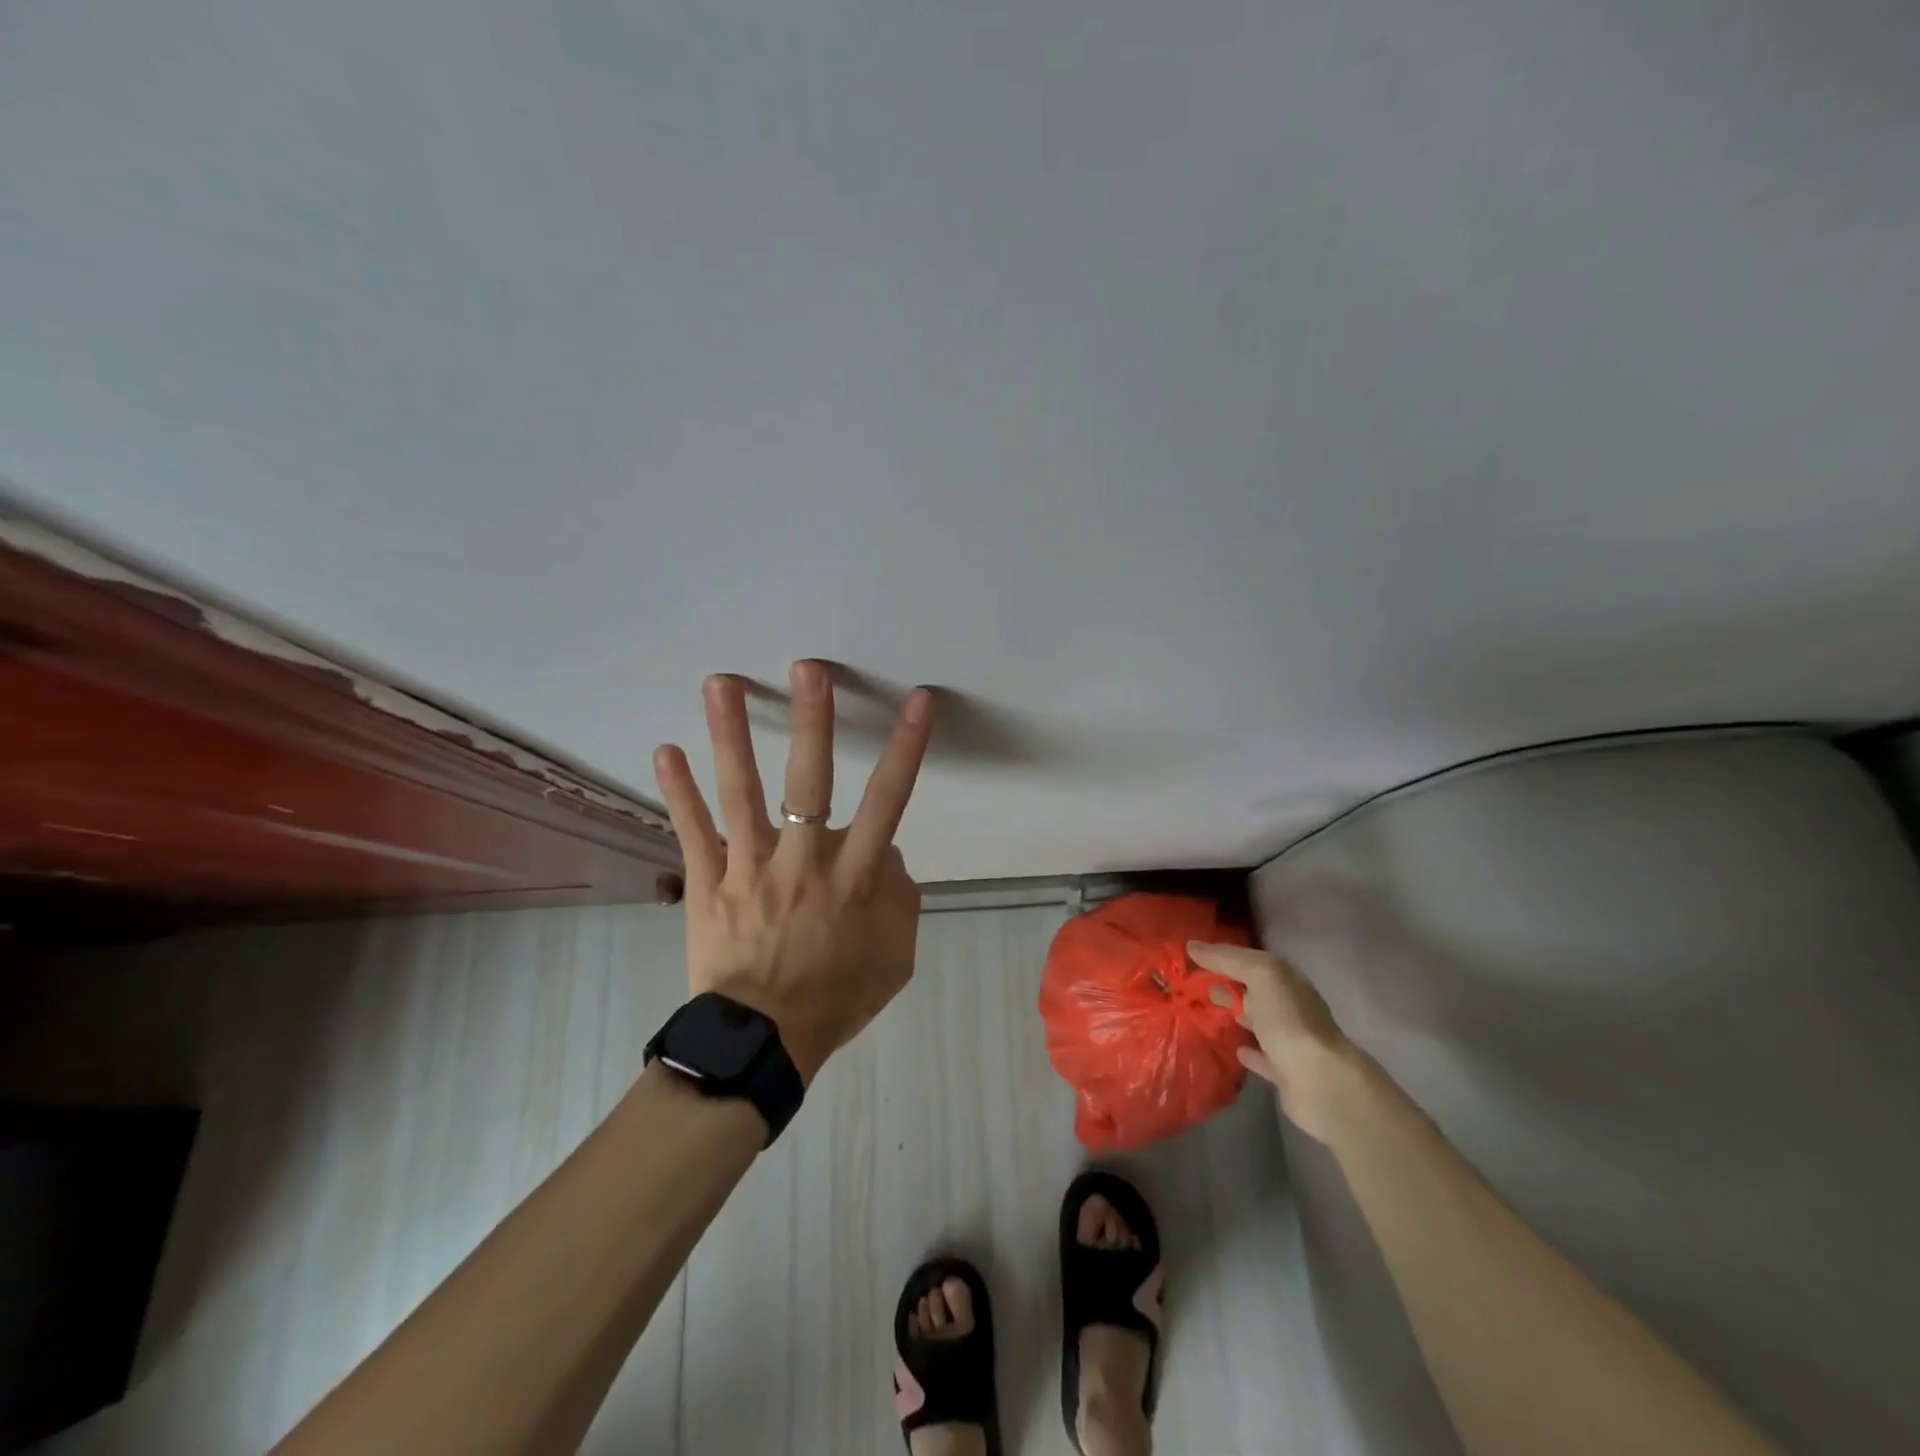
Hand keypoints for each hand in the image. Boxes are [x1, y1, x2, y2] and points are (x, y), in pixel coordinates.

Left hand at [652, 661, 934, 1084]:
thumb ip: (900, 899)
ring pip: (740, 795)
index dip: (906, 750)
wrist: (761, 1044)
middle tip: (807, 669)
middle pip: (809, 784)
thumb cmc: (835, 997)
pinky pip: (691, 833)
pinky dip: (677, 792)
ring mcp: (749, 870)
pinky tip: (663, 750)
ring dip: (730, 736)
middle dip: (813, 724)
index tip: (917, 702)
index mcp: (852, 880)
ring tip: (721, 684)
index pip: (889, 803)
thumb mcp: (894, 957)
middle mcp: (802, 864)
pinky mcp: (708, 884)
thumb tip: (888, 854)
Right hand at [1188, 941, 1362, 1142]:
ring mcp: (1290, 1040)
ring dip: (1239, 1014)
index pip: (1251, 959)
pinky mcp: (1285, 1072)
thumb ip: (1227, 958)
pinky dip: (1250, 1052)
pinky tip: (1235, 1050)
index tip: (1193, 954)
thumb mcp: (1260, 976)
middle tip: (1196, 982)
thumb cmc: (1289, 1021)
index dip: (1224, 954)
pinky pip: (1263, 1056)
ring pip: (1259, 1021)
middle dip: (1229, 982)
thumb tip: (1192, 945)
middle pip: (1255, 989)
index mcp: (1286, 980)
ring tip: (1207, 1010)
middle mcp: (1290, 1006)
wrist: (1321, 1082)